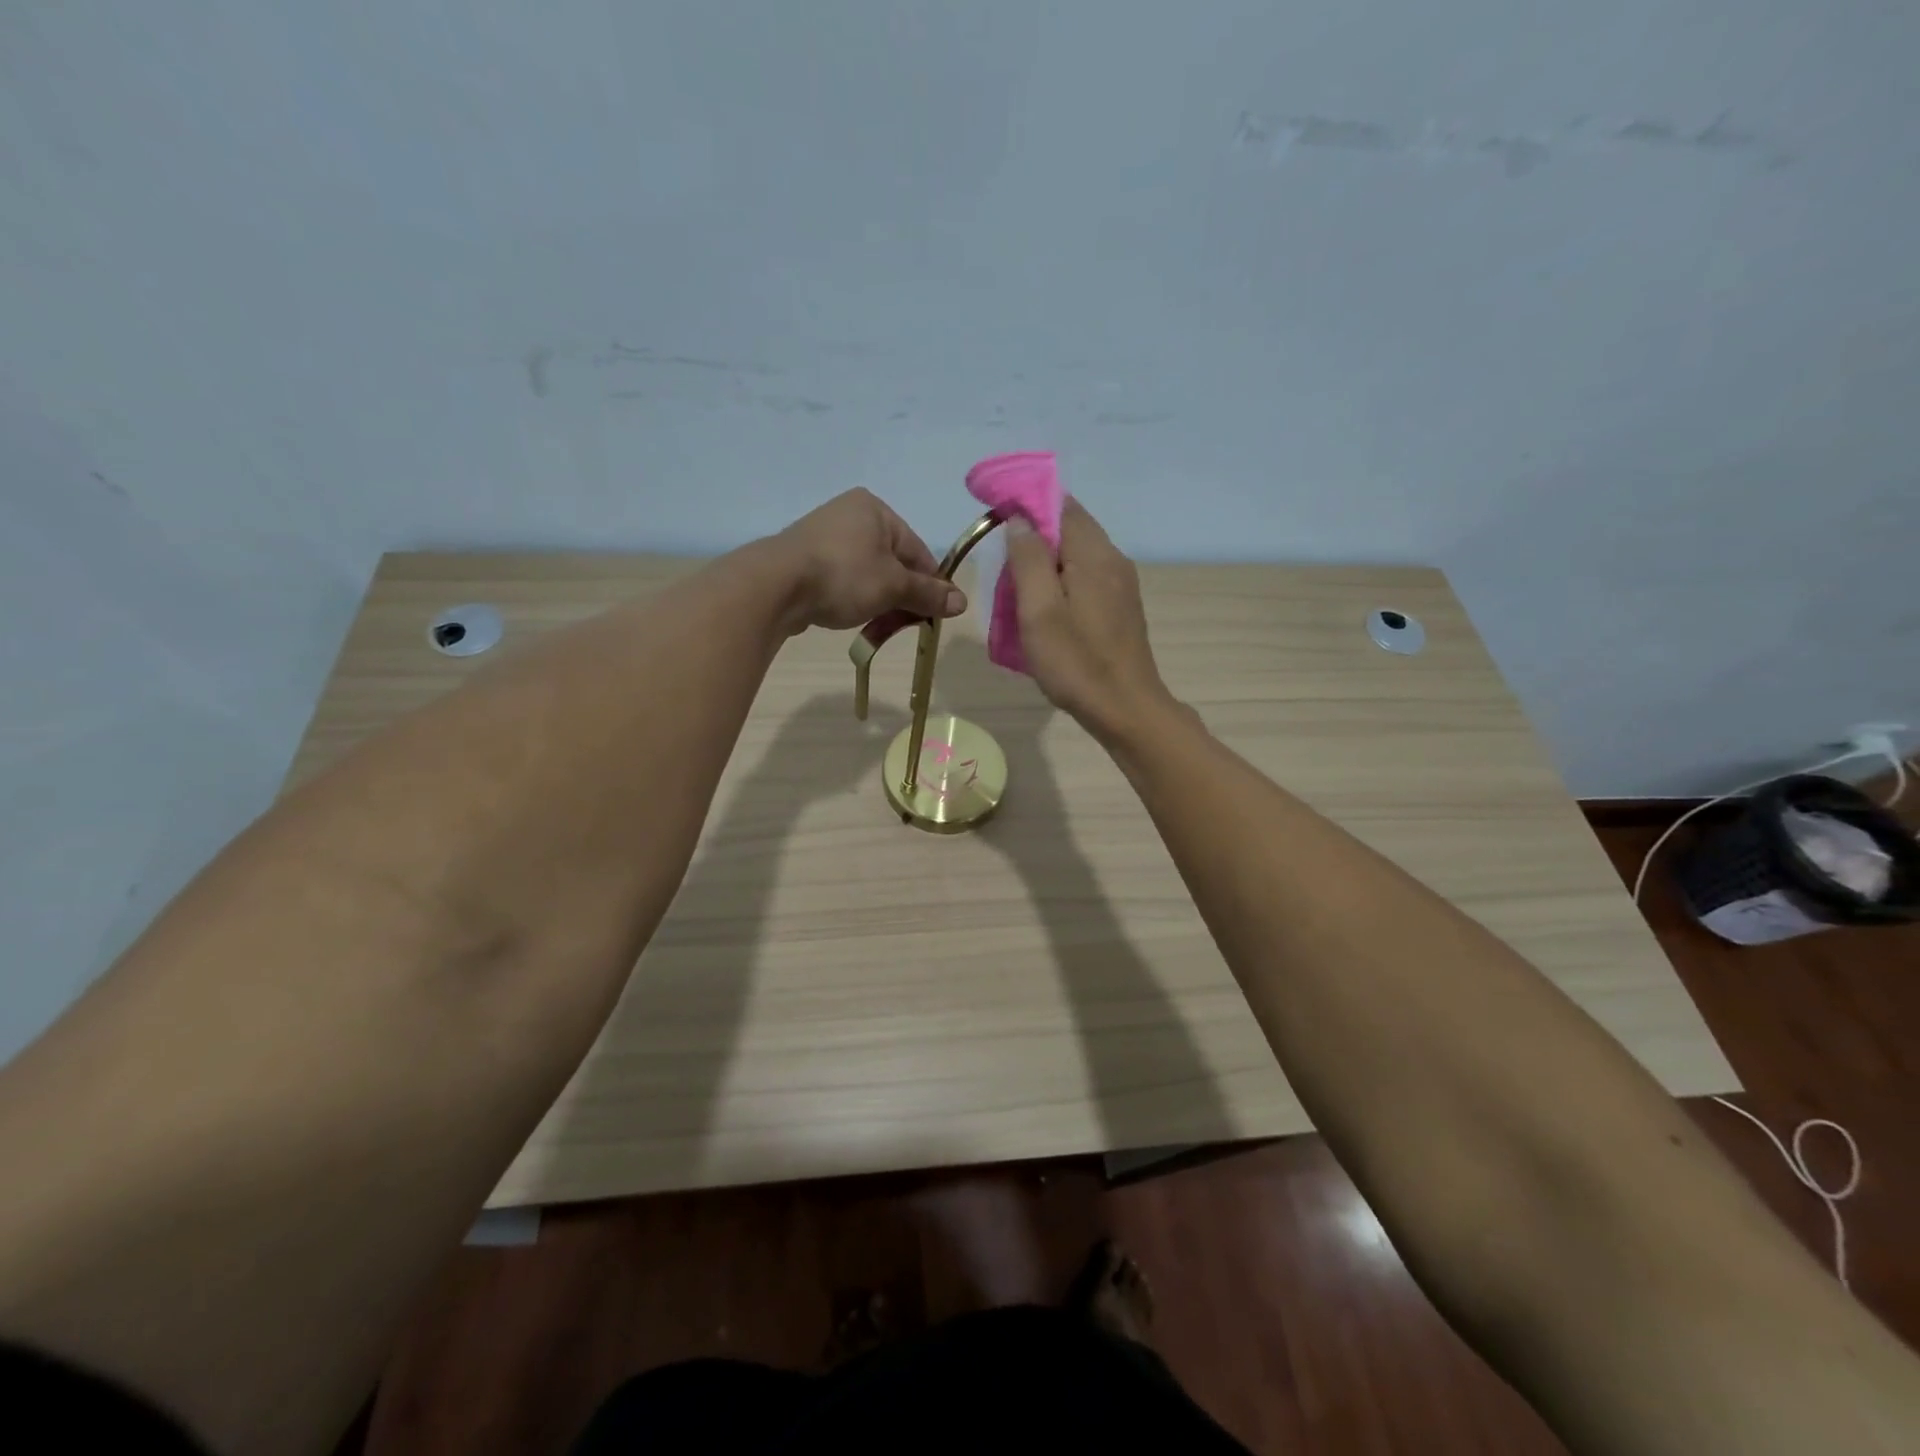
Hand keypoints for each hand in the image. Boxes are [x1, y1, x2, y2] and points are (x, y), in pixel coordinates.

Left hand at [772, 489, 965, 632]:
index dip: (930, 584)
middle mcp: (849, 514)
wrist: (776, 586)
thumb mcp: (894, 587)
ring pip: (867, 573)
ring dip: (878, 600)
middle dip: (901, 595)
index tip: (934, 614)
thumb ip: (928, 594)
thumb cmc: (845, 576)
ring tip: (877, 625)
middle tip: (905, 623)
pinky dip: (851, 598)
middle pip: (892, 562)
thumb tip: (962, 602)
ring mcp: (823, 535)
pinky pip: (841, 579)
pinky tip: (850, 616)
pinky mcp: (803, 558)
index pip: (917, 550)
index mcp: (876, 509)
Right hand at [1003, 498, 1175, 740]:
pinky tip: (1045, 608)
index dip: (1027, 504)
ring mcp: (1122, 585)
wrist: (1126, 710)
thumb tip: (1019, 518)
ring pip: (1078, 554)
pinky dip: (1062, 581)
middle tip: (1002, 563)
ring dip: (1046, 561)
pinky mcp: (1121, 608)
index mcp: (1095, 554)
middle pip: (1070, 528)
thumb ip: (1029, 559)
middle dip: (1034, 535)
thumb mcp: (1040, 611)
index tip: (996, 517)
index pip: (1061, 505)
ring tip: (1017, 588)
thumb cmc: (1076, 663)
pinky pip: (1086, 578)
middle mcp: (1114, 560)